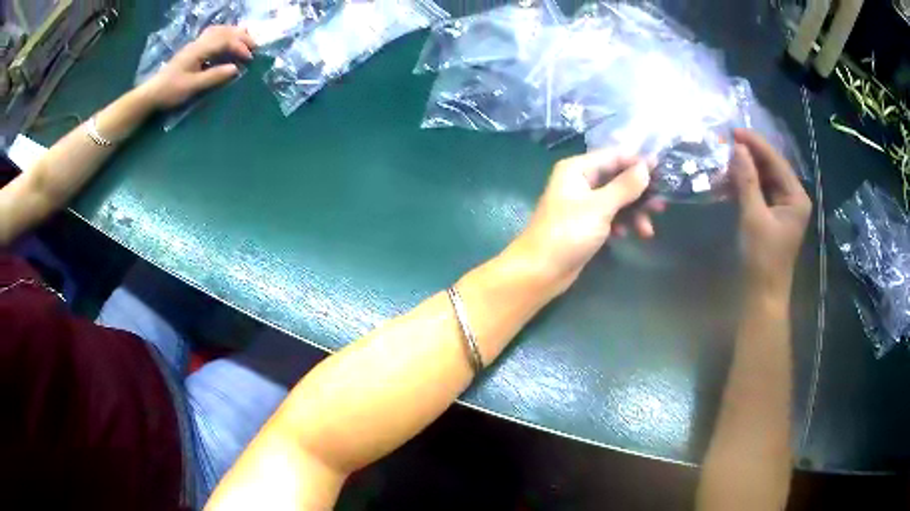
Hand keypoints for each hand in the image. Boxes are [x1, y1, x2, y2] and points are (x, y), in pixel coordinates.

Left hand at [140, 26, 255, 109]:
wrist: (152, 94)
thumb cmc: (171, 91)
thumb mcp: (192, 87)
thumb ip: (214, 76)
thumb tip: (235, 69)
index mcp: (199, 50)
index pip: (224, 41)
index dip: (239, 47)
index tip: (249, 58)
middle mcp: (198, 43)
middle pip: (224, 31)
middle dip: (241, 37)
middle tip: (254, 47)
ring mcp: (195, 45)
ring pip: (219, 30)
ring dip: (234, 33)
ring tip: (245, 41)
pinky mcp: (193, 50)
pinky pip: (213, 35)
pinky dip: (225, 35)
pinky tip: (228, 42)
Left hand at [507, 150, 662, 294]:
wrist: (541, 271)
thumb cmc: (568, 233)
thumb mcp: (600, 207)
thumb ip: (625, 186)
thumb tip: (646, 166)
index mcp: (578, 169)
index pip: (614, 156)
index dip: (638, 162)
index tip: (663, 169)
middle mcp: (580, 181)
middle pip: (618, 179)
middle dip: (640, 192)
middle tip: (661, 205)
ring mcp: (583, 204)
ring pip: (617, 200)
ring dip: (634, 212)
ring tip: (648, 229)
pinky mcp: (587, 224)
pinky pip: (611, 217)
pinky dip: (622, 224)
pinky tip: (628, 235)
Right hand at [730, 129, 810, 294]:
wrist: (762, 296)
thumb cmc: (763, 259)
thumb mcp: (754, 217)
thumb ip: (747, 180)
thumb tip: (736, 148)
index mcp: (796, 197)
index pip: (776, 161)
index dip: (755, 144)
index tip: (733, 131)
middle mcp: (792, 198)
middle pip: (771, 168)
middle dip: (749, 156)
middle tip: (726, 145)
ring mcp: (783, 207)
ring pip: (764, 179)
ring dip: (745, 170)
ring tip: (724, 161)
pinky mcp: (772, 216)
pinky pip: (759, 192)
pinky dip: (745, 185)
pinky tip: (730, 180)